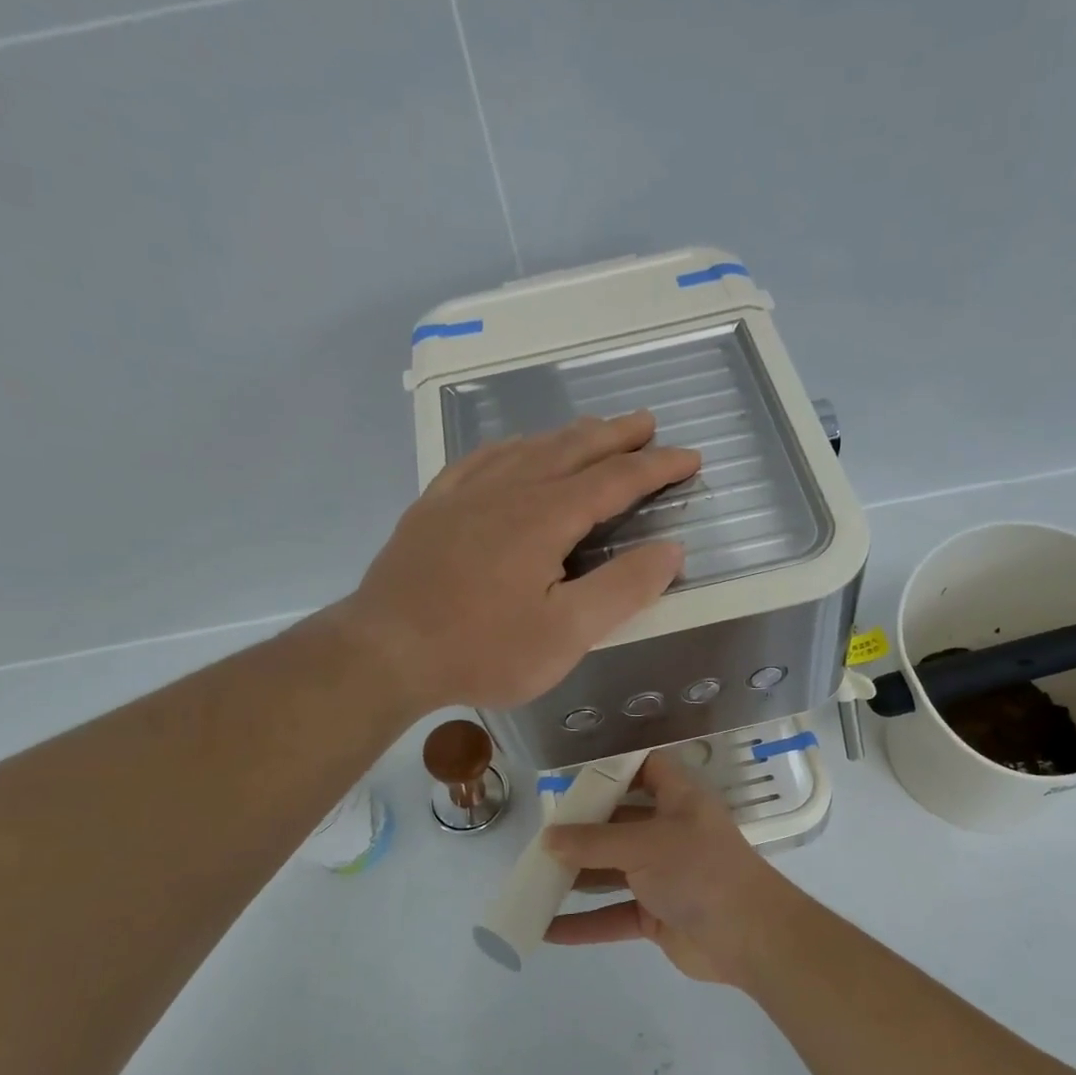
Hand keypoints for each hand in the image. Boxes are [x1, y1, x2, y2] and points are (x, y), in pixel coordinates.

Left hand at [335, 412, 699, 713]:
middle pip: (573, 449)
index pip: (616, 479)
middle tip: (647, 422)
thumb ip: (623, 588)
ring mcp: (465, 494)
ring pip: (528, 447)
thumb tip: (672, 549)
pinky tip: (514, 448)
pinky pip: (481, 459)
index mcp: (546, 516)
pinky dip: (512, 446)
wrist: (385, 652)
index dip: (657, 466)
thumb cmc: (483, 649)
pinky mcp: (433, 507)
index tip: (690, 456)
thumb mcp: (567, 633)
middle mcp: (509, 490)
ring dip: (568, 435)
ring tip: (593, 429)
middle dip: (616, 435)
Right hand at [541, 753, 805, 986]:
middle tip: (540, 836)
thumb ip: (593, 842)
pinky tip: (547, 930)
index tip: (572, 778)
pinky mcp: (657, 915)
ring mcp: (664, 875)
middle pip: (619, 823)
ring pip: (612, 871)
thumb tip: (547, 839)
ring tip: (532, 881)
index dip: (614, 768)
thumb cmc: (699, 870)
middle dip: (581, 830)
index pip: (646, 769)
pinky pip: (614, 914)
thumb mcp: (644, 846)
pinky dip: (585, 923)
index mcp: (678, 800)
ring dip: (576, 877)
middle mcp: (670, 832)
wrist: (751, 936)